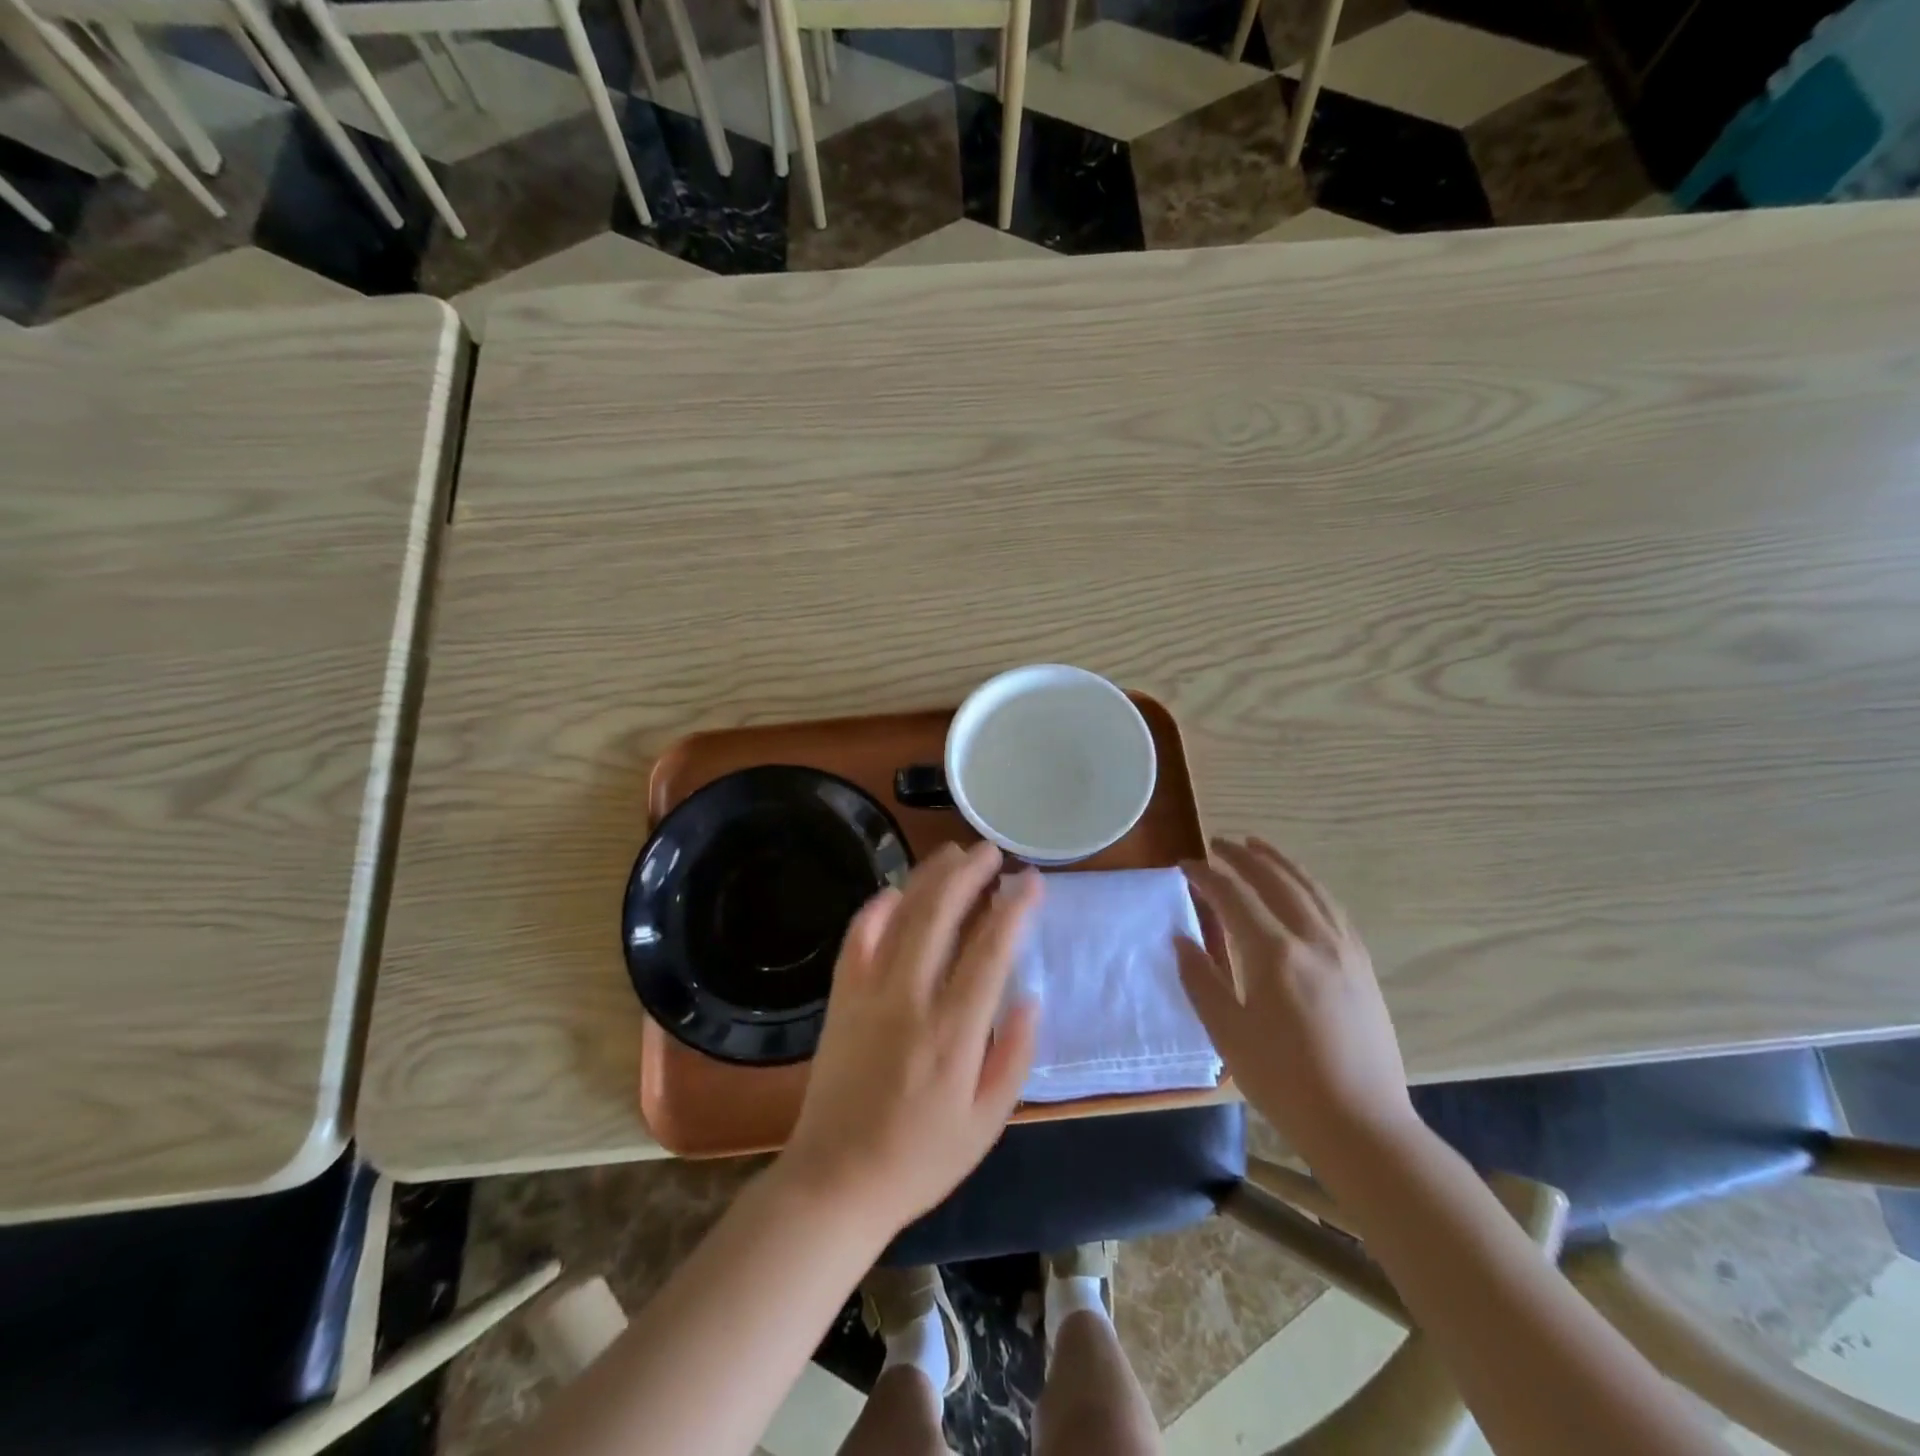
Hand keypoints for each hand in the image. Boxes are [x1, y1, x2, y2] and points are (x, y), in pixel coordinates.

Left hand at [778, 842, 1041, 1236]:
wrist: (835, 1181)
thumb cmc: (919, 1158)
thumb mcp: (986, 1124)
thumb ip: (1013, 1057)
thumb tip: (1030, 999)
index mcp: (953, 1032)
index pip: (990, 951)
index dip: (1013, 908)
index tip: (1031, 881)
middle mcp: (910, 1000)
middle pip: (940, 916)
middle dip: (968, 875)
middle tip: (990, 852)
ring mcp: (868, 994)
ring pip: (901, 917)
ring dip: (928, 879)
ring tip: (952, 854)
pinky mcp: (840, 998)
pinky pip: (857, 939)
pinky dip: (876, 909)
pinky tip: (894, 892)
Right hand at [1178, 838, 1418, 1167]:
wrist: (1360, 1123)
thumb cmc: (1283, 1081)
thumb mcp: (1228, 1034)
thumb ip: (1201, 980)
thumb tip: (1181, 939)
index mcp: (1274, 954)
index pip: (1234, 896)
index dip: (1206, 876)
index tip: (1185, 865)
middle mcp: (1313, 939)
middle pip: (1274, 880)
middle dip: (1242, 857)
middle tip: (1217, 843)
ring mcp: (1344, 950)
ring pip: (1310, 888)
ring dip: (1279, 862)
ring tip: (1257, 846)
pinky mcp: (1363, 965)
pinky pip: (1333, 908)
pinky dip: (1309, 885)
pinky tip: (1299, 887)